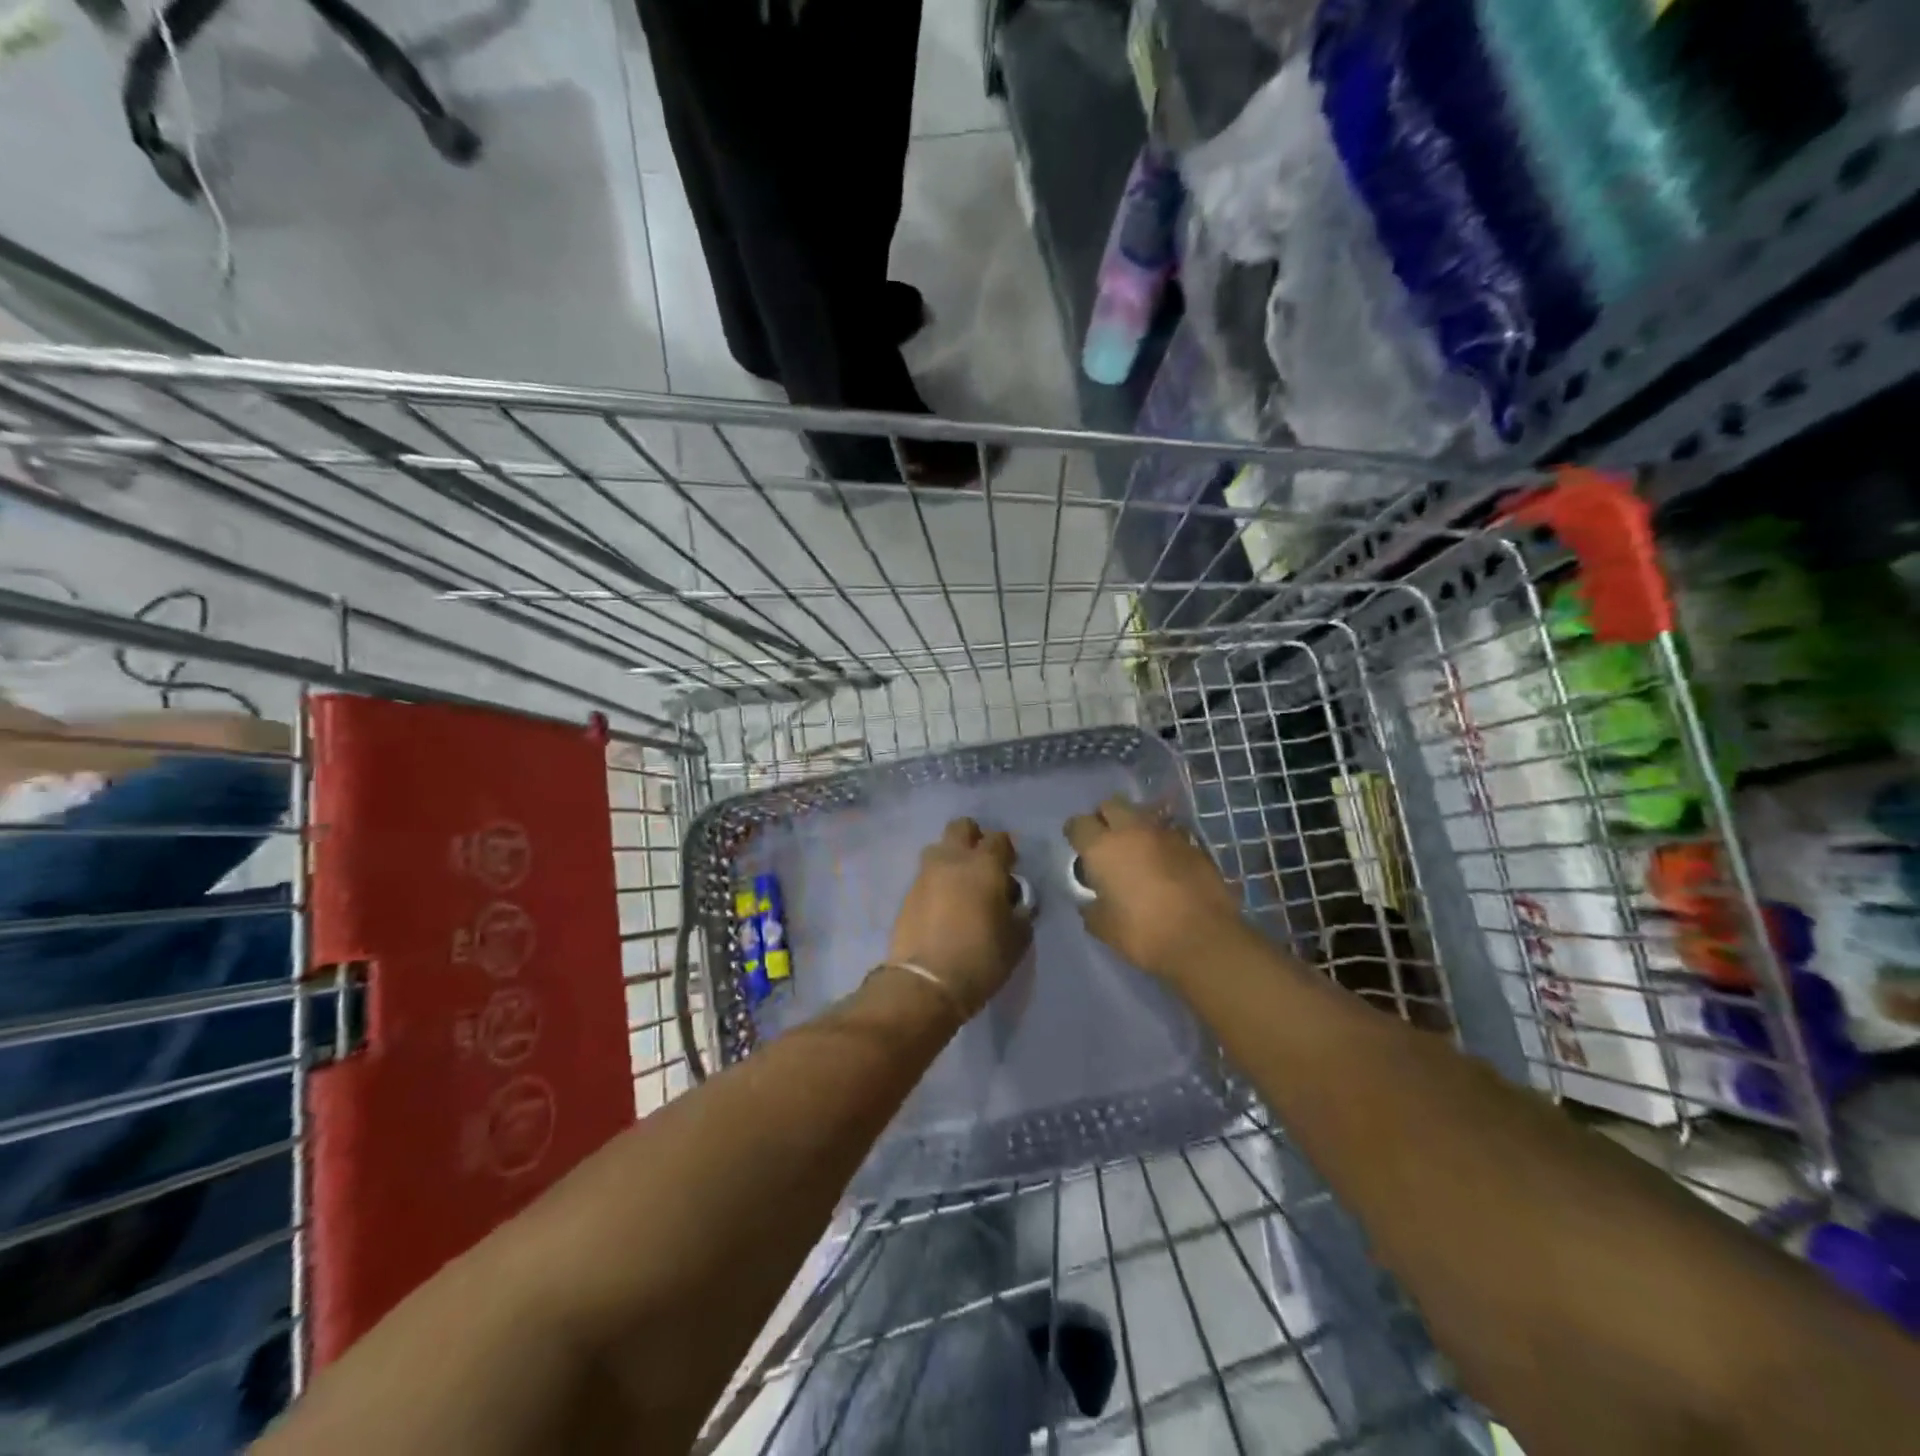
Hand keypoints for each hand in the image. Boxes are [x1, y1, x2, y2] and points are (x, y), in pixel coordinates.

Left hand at [886, 818, 1031, 1017]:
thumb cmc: (981, 958)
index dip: (1007, 850)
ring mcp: (925, 875)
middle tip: (983, 865)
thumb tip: (1013, 902)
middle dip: (974, 838)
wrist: (926, 983)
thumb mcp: (1017, 938)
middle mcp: (952, 860)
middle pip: (961, 827)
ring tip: (961, 886)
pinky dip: (937, 883)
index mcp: (984, 865)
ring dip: (951, 859)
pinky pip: (926, 876)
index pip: (999, 838)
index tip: (1011, 867)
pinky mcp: (907, 894)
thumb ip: (1019, 911)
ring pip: (938, 849)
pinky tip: (944, 907)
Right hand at [1065, 797, 1239, 980]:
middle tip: (1106, 843)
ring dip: (1136, 829)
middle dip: (1105, 818)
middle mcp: (1132, 831)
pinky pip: (1169, 834)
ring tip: (1138, 853)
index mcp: (1102, 848)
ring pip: (1143, 815)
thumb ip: (1092, 908)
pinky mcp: (1194, 844)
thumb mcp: (1104, 928)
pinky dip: (1162, 844)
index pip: (1078, 824)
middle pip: (1111, 805)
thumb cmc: (1144, 933)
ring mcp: (1166, 834)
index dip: (1075, 834)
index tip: (1078, 847)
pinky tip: (1165, 865)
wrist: (1204, 940)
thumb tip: (1091, 901)